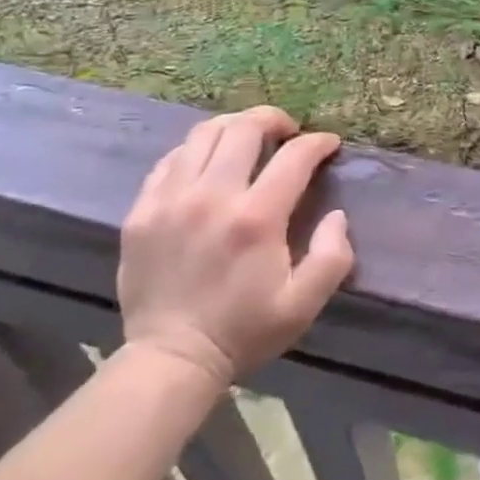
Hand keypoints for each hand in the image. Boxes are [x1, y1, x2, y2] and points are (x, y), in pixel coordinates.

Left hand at [118, 108, 353, 391]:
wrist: (170, 359)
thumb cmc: (244, 331)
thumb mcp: (304, 304)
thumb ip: (332, 256)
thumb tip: (337, 215)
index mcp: (256, 219)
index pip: (294, 156)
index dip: (318, 142)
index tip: (329, 144)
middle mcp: (212, 197)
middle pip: (244, 129)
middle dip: (274, 119)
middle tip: (288, 130)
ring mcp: (170, 201)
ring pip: (203, 134)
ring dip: (234, 127)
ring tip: (249, 137)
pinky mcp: (141, 211)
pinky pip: (170, 160)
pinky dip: (196, 150)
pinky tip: (209, 163)